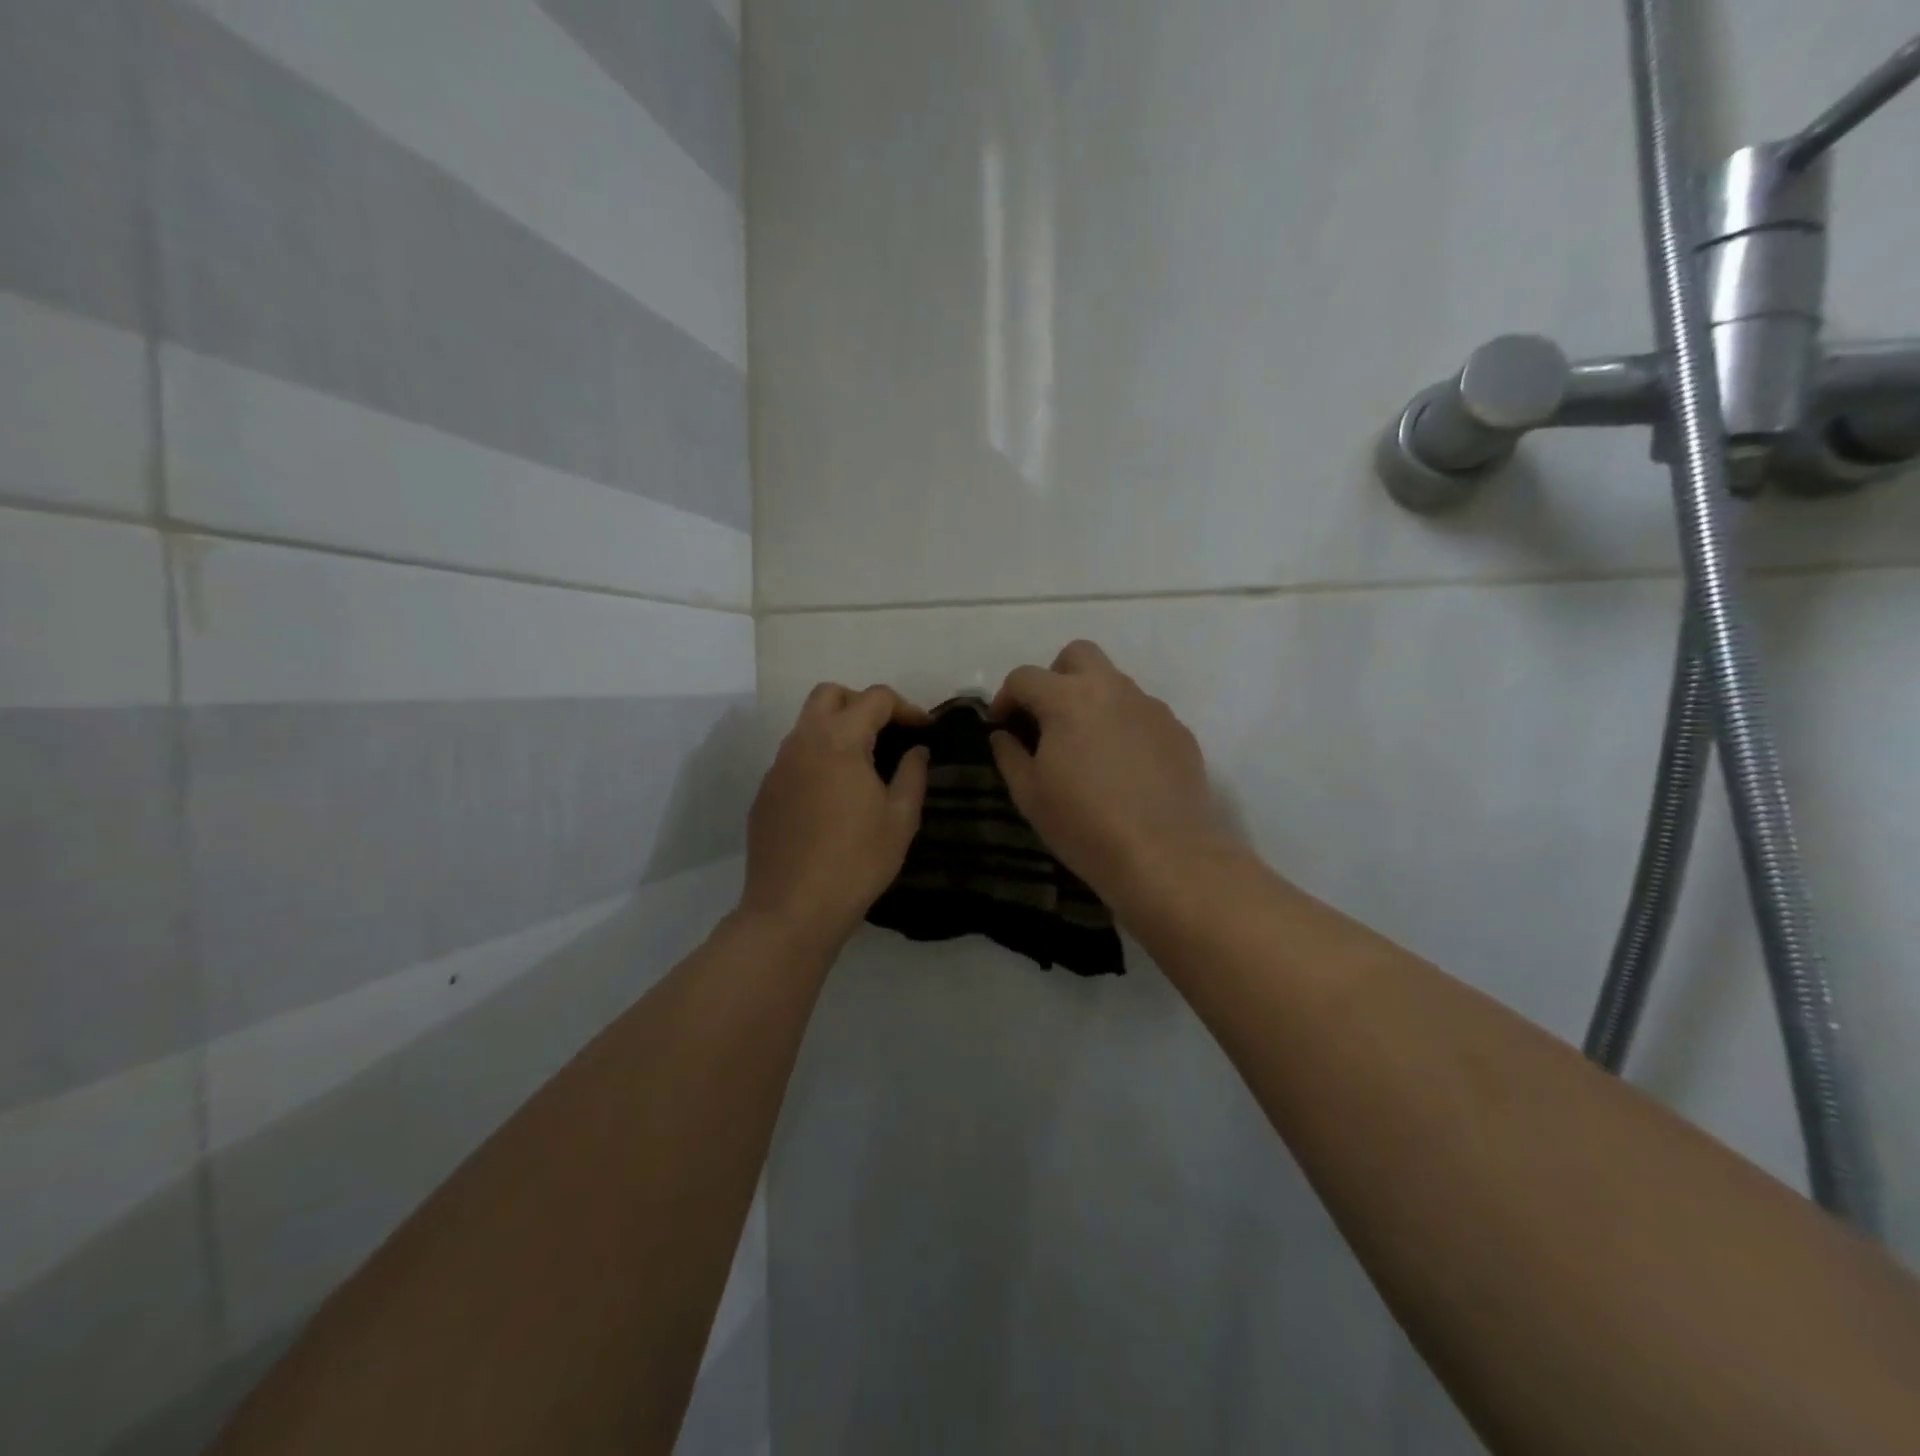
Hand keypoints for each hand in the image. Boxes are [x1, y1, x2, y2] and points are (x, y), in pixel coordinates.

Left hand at [739, 684, 930, 948]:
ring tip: (863, 764)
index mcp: (839, 741)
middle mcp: (802, 742)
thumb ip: (912, 774)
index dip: (905, 707)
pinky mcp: (765, 793)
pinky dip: (818, 759)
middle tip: (887, 733)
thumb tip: (917, 750)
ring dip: (837, 730)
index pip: (874, 698)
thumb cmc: (856, 862)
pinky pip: (794, 758)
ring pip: (807, 725)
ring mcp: (777, 767)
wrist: (792, 909)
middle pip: (830, 695)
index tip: (924, 730)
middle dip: (862, 703)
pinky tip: (833, 796)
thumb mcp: (900, 819)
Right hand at [990, 641, 1235, 914]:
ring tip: (1087, 748)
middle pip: (1078, 655)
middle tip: (1047, 718)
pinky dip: (1124, 725)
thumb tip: (1004, 734)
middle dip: (1055, 677)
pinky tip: (1123, 767)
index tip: (1002, 726)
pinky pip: (1142, 713)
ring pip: (1114, 683)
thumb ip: (1009, 755)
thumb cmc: (1085, 825)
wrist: (1165, 855)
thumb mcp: (1030, 795)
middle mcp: (1112, 689)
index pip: (1025, 677)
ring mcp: (1151, 707)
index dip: (1006, 697)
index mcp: (1068, 699)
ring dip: (1092, 701)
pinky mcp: (1178, 731)